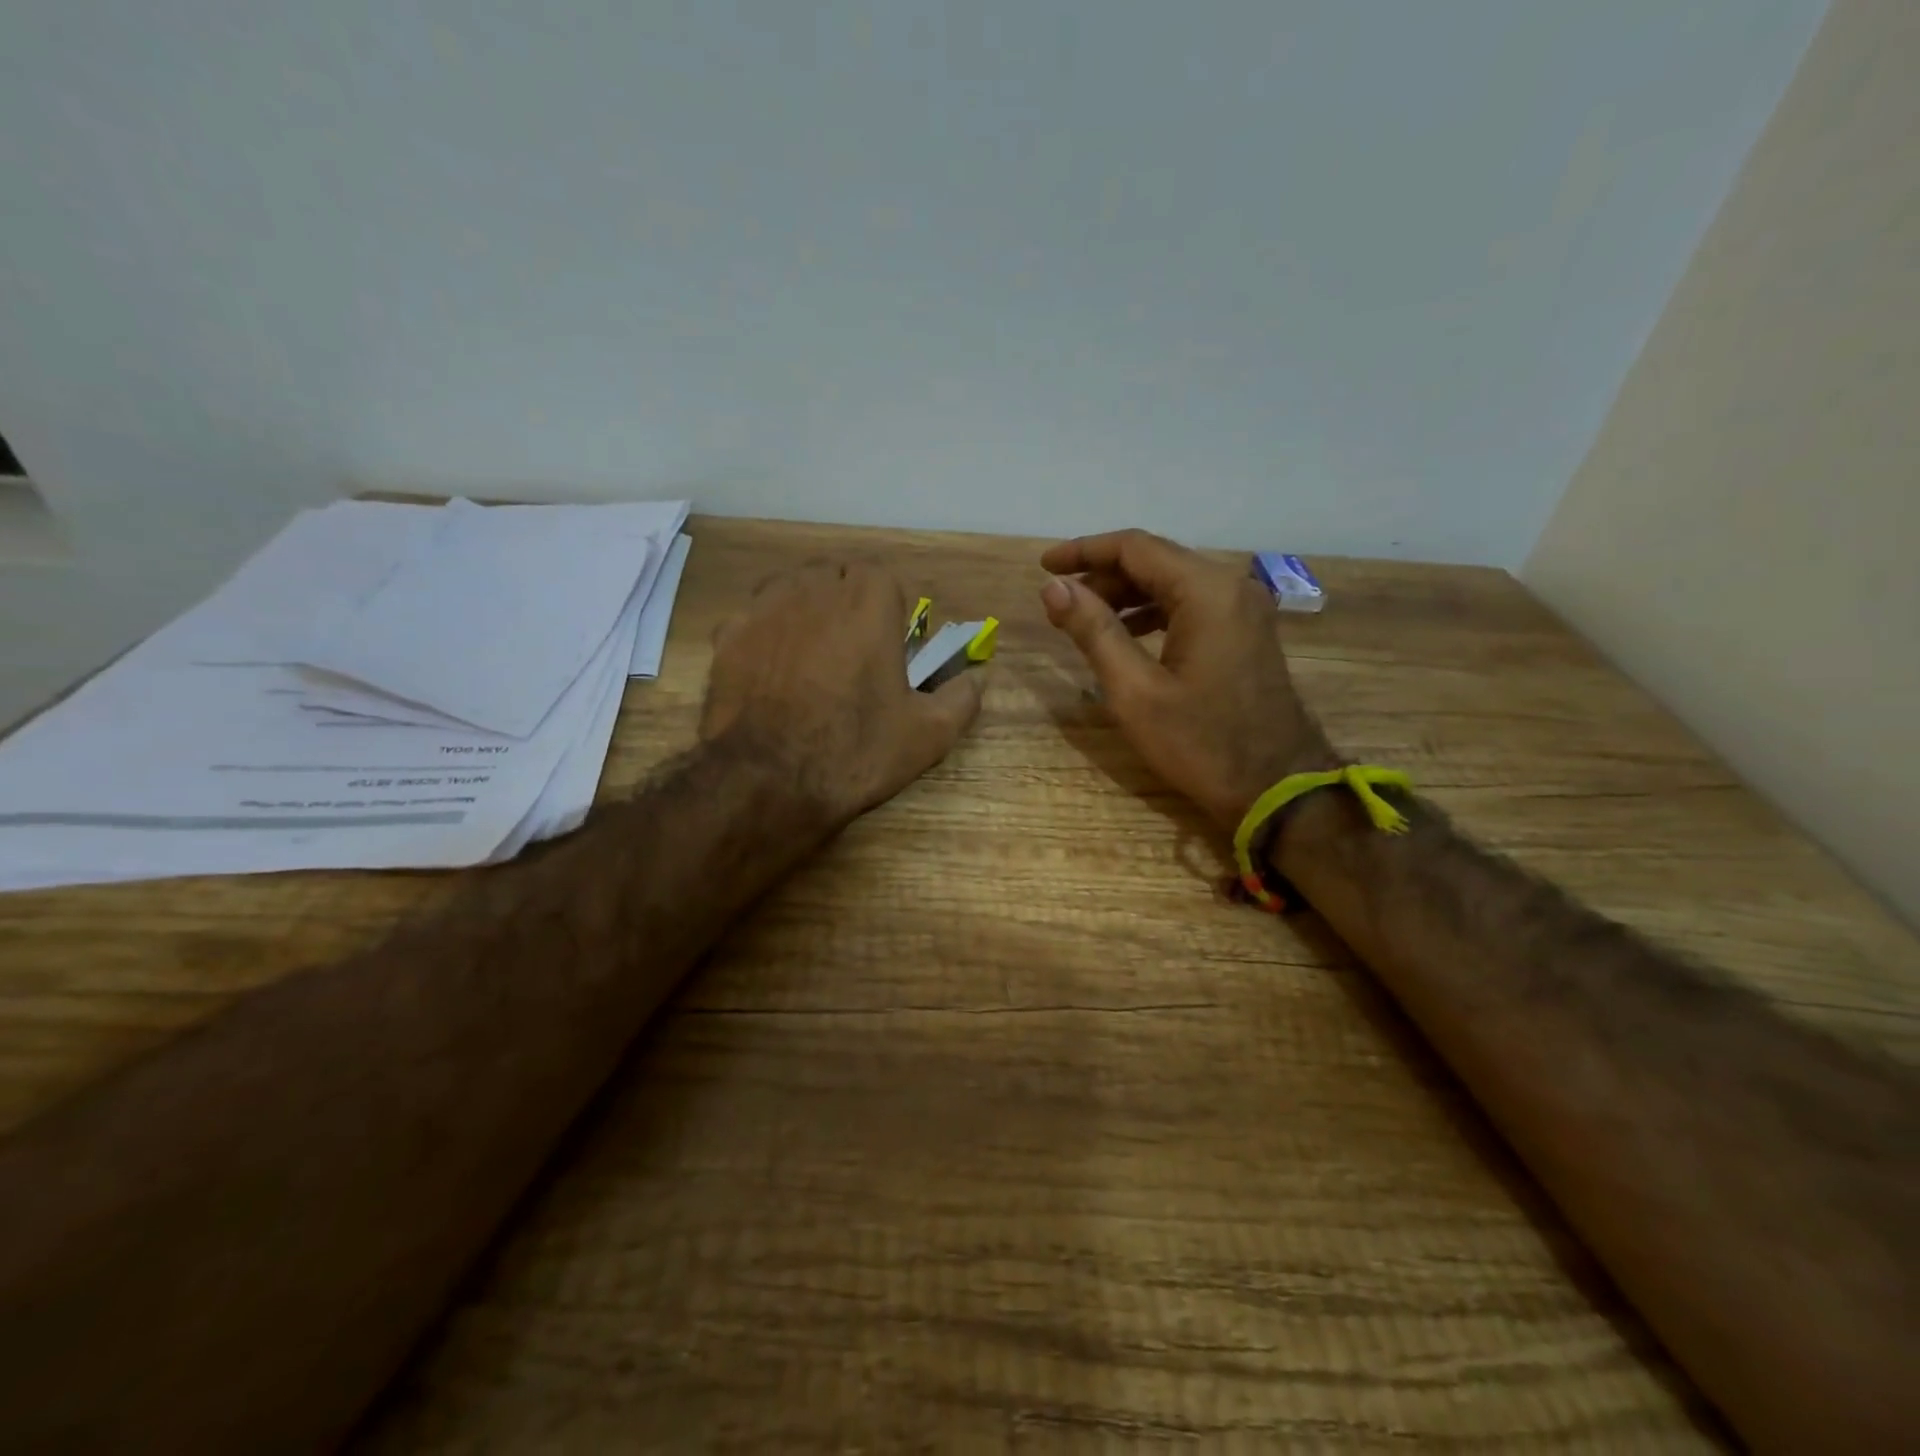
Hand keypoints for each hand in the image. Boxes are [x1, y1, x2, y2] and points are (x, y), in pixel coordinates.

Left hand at [702, 560, 984, 824]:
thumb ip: (961, 698)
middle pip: (834, 576)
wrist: (768, 781)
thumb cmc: (856, 750)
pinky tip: (770, 674)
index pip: (882, 577)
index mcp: (868, 600)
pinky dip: (764, 637)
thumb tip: (978, 678)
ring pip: (789, 589)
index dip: (888, 608)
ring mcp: (764, 608)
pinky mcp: (727, 635)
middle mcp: (814, 588)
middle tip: (852, 651)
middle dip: (845, 603)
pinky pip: (752, 620)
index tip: (889, 644)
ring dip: (804, 611)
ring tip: (810, 656)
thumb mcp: (928, 735)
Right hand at [1040, 530, 1337, 831]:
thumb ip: (1094, 632)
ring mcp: (1244, 609)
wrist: (1276, 789)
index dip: (1083, 551)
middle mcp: (1231, 586)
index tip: (1044, 566)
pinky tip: (1127, 637)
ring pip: (1173, 583)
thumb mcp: (1135, 691)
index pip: (1134, 548)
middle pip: (1155, 561)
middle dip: (1102, 576)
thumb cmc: (1200, 743)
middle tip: (1059, 602)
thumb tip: (1054, 588)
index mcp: (1206, 591)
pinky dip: (1154, 612)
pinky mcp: (1247, 632)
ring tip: (1083, 620)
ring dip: (1126, 595)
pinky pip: (1192, 605)